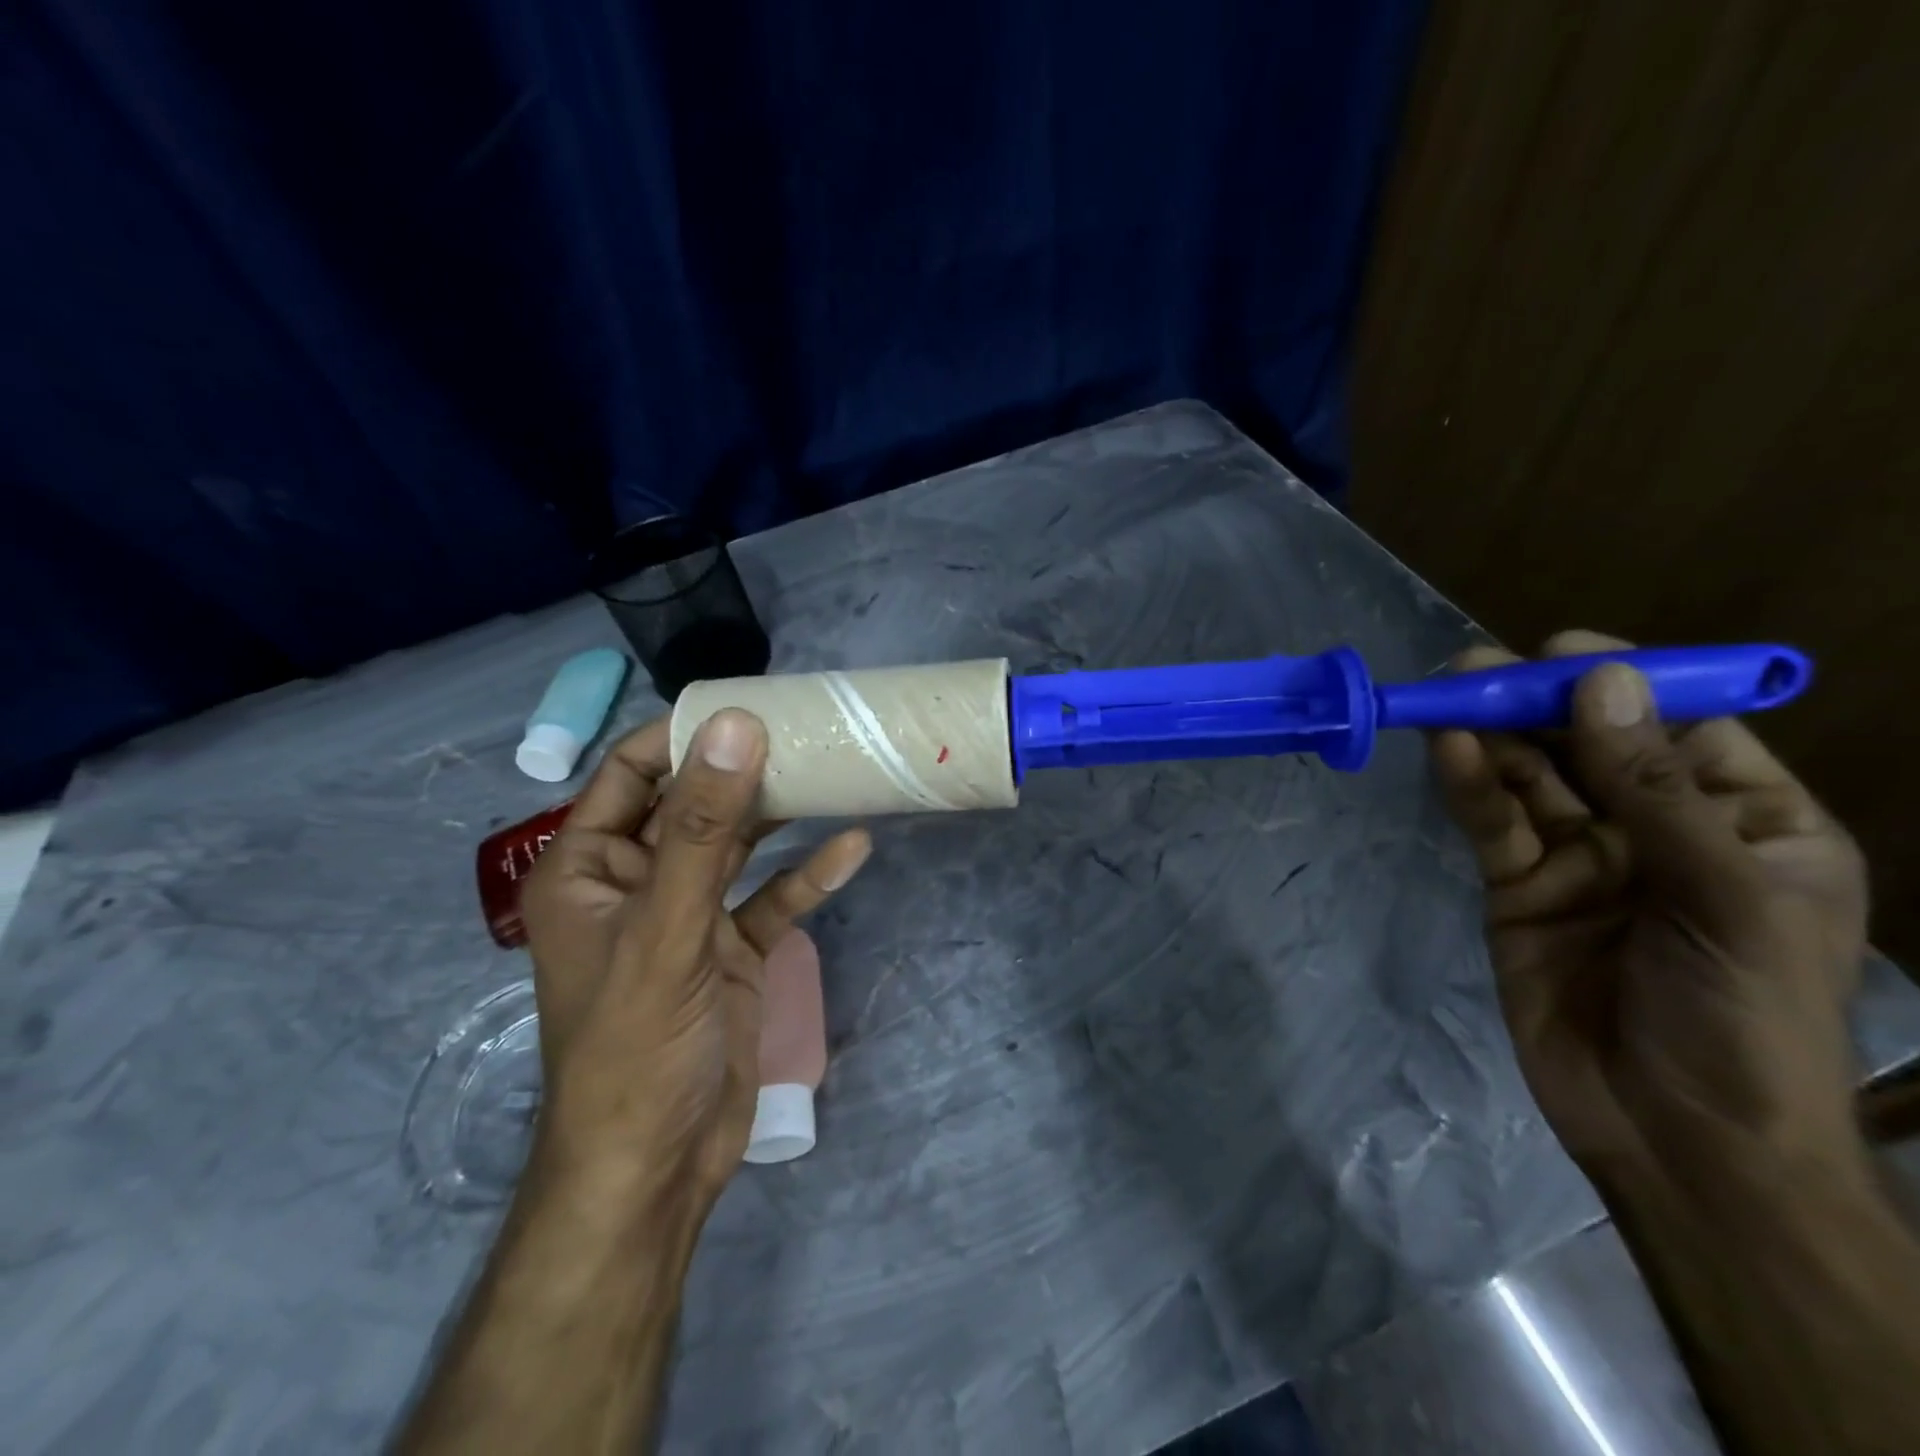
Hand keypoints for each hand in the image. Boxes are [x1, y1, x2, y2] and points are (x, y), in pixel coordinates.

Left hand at [518, 710, 870, 1213]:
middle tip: (807, 730)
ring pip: (738, 848)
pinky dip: (807, 876)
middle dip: (744, 769)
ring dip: (782, 816)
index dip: (681, 735)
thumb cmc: (636, 1044)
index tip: (746, 703)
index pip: (630, 774)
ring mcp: (689, 917)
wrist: (658, 1167)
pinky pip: (771, 899)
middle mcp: (638, 882)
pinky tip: (853, 847)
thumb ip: (703, 826)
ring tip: (835, 772)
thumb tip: (734, 725)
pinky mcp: (732, 951)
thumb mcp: (668, 926)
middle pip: (693, 804)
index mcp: (590, 868)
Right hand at [1431, 630, 1868, 1189]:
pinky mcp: (1517, 886)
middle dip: (1535, 703)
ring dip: (1489, 735)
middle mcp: (1658, 828)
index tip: (1563, 653)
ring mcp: (1582, 858)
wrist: (1676, 1139)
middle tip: (1476, 667)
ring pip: (1529, 778)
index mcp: (1746, 823)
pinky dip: (1468, 784)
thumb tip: (1604, 681)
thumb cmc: (1743, 1021)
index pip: (1683, 728)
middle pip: (1588, 744)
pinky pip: (1492, 823)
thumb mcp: (1725, 898)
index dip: (1627, 684)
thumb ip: (1655, 789)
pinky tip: (1446, 749)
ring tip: (1445, 693)